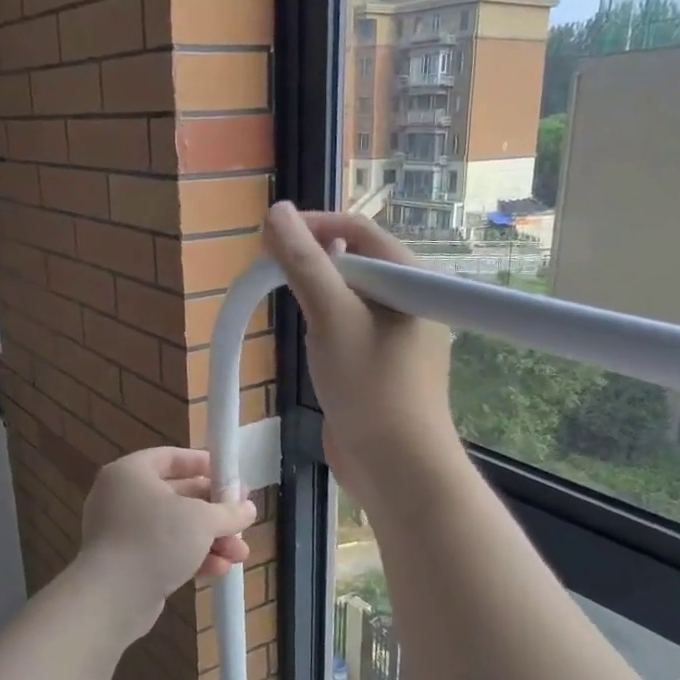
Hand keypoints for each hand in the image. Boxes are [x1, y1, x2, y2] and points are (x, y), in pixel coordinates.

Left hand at [77, 448, 257, 637]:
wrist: (113, 597)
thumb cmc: (156, 540)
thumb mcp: (202, 519)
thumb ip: (228, 511)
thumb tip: (248, 509)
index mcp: (131, 473)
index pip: (169, 457)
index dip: (201, 464)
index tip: (228, 474)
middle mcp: (122, 498)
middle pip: (177, 496)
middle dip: (215, 511)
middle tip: (242, 518)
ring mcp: (123, 533)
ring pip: (175, 529)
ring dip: (210, 540)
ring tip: (240, 553)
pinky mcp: (128, 564)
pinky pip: (165, 552)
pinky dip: (192, 558)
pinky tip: (220, 570)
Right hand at [263, 202, 457, 511]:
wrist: (395, 468)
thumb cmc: (371, 388)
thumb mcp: (333, 318)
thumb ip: (304, 264)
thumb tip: (275, 212)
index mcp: (411, 280)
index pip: (358, 229)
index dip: (312, 225)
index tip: (268, 237)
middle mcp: (408, 300)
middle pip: (353, 260)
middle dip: (310, 261)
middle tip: (270, 274)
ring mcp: (395, 335)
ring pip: (347, 297)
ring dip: (314, 294)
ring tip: (285, 303)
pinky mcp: (379, 365)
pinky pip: (347, 329)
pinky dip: (322, 325)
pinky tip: (307, 340)